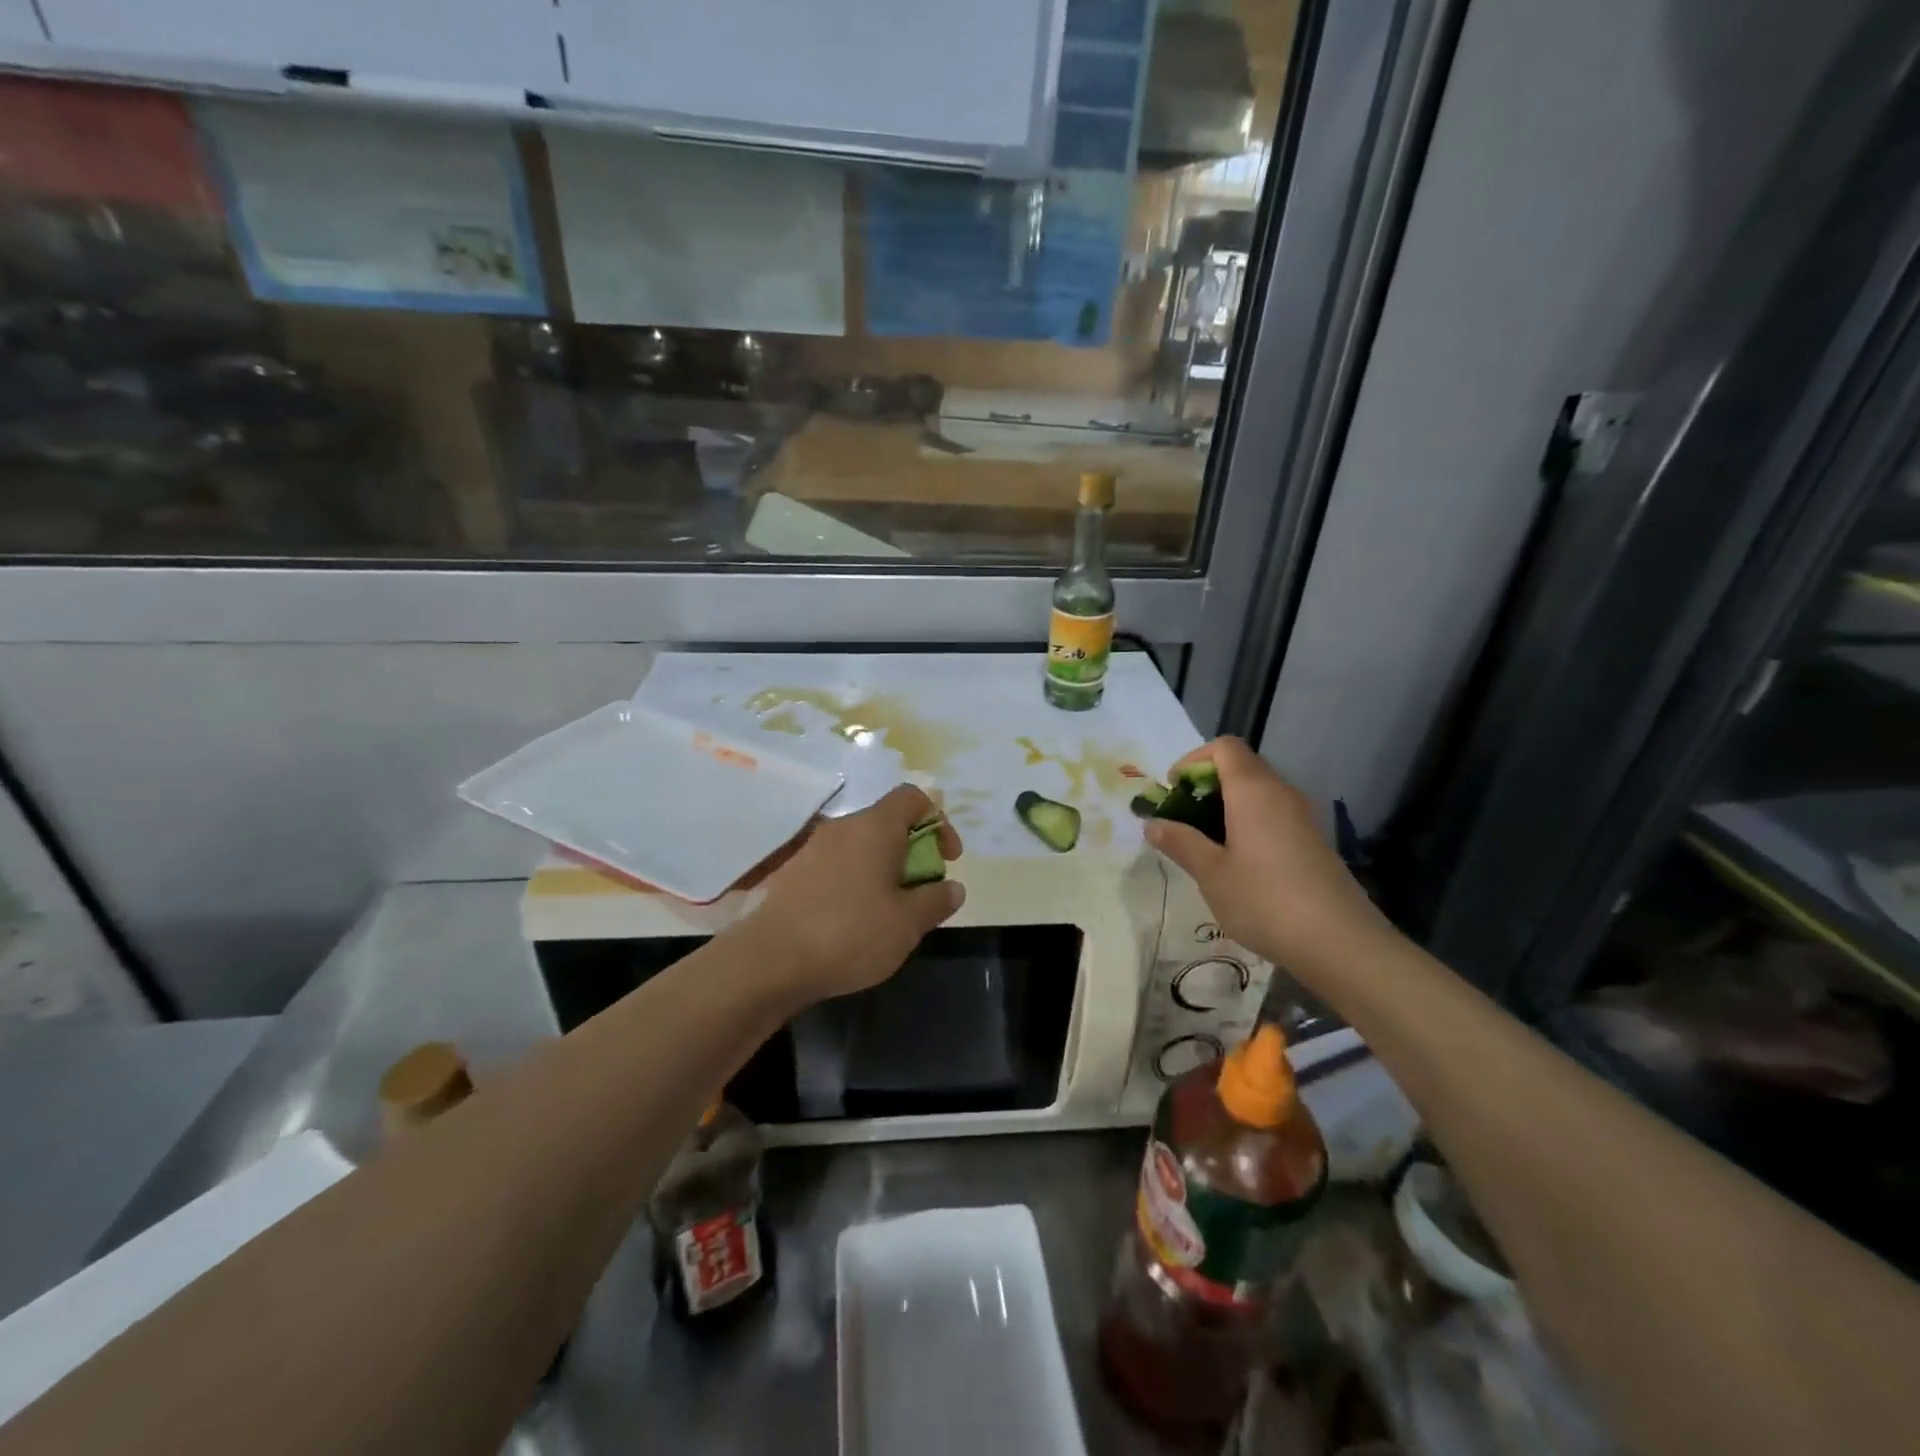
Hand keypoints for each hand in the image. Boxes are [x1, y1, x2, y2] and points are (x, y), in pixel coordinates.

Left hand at [747, 784, 964, 1002]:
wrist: (770, 961)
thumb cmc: (850, 934)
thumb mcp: (907, 924)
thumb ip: (936, 900)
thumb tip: (953, 887)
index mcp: (874, 827)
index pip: (912, 797)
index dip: (938, 821)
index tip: (947, 859)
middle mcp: (842, 828)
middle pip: (886, 822)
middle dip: (911, 851)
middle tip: (920, 891)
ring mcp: (812, 849)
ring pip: (860, 846)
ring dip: (882, 868)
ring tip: (889, 911)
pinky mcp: (792, 873)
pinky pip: (836, 865)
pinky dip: (855, 881)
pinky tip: (854, 921)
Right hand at [1143, 737, 1384, 977]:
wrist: (1340, 943)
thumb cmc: (1265, 900)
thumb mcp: (1211, 873)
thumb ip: (1180, 842)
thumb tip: (1153, 823)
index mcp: (1253, 790)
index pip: (1224, 747)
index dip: (1193, 760)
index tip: (1174, 791)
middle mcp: (1281, 793)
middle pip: (1241, 766)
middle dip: (1206, 784)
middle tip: (1183, 820)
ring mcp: (1302, 817)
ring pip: (1258, 792)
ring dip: (1227, 806)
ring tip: (1205, 844)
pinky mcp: (1313, 841)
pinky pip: (1274, 815)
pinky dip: (1249, 823)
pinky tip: (1239, 864)